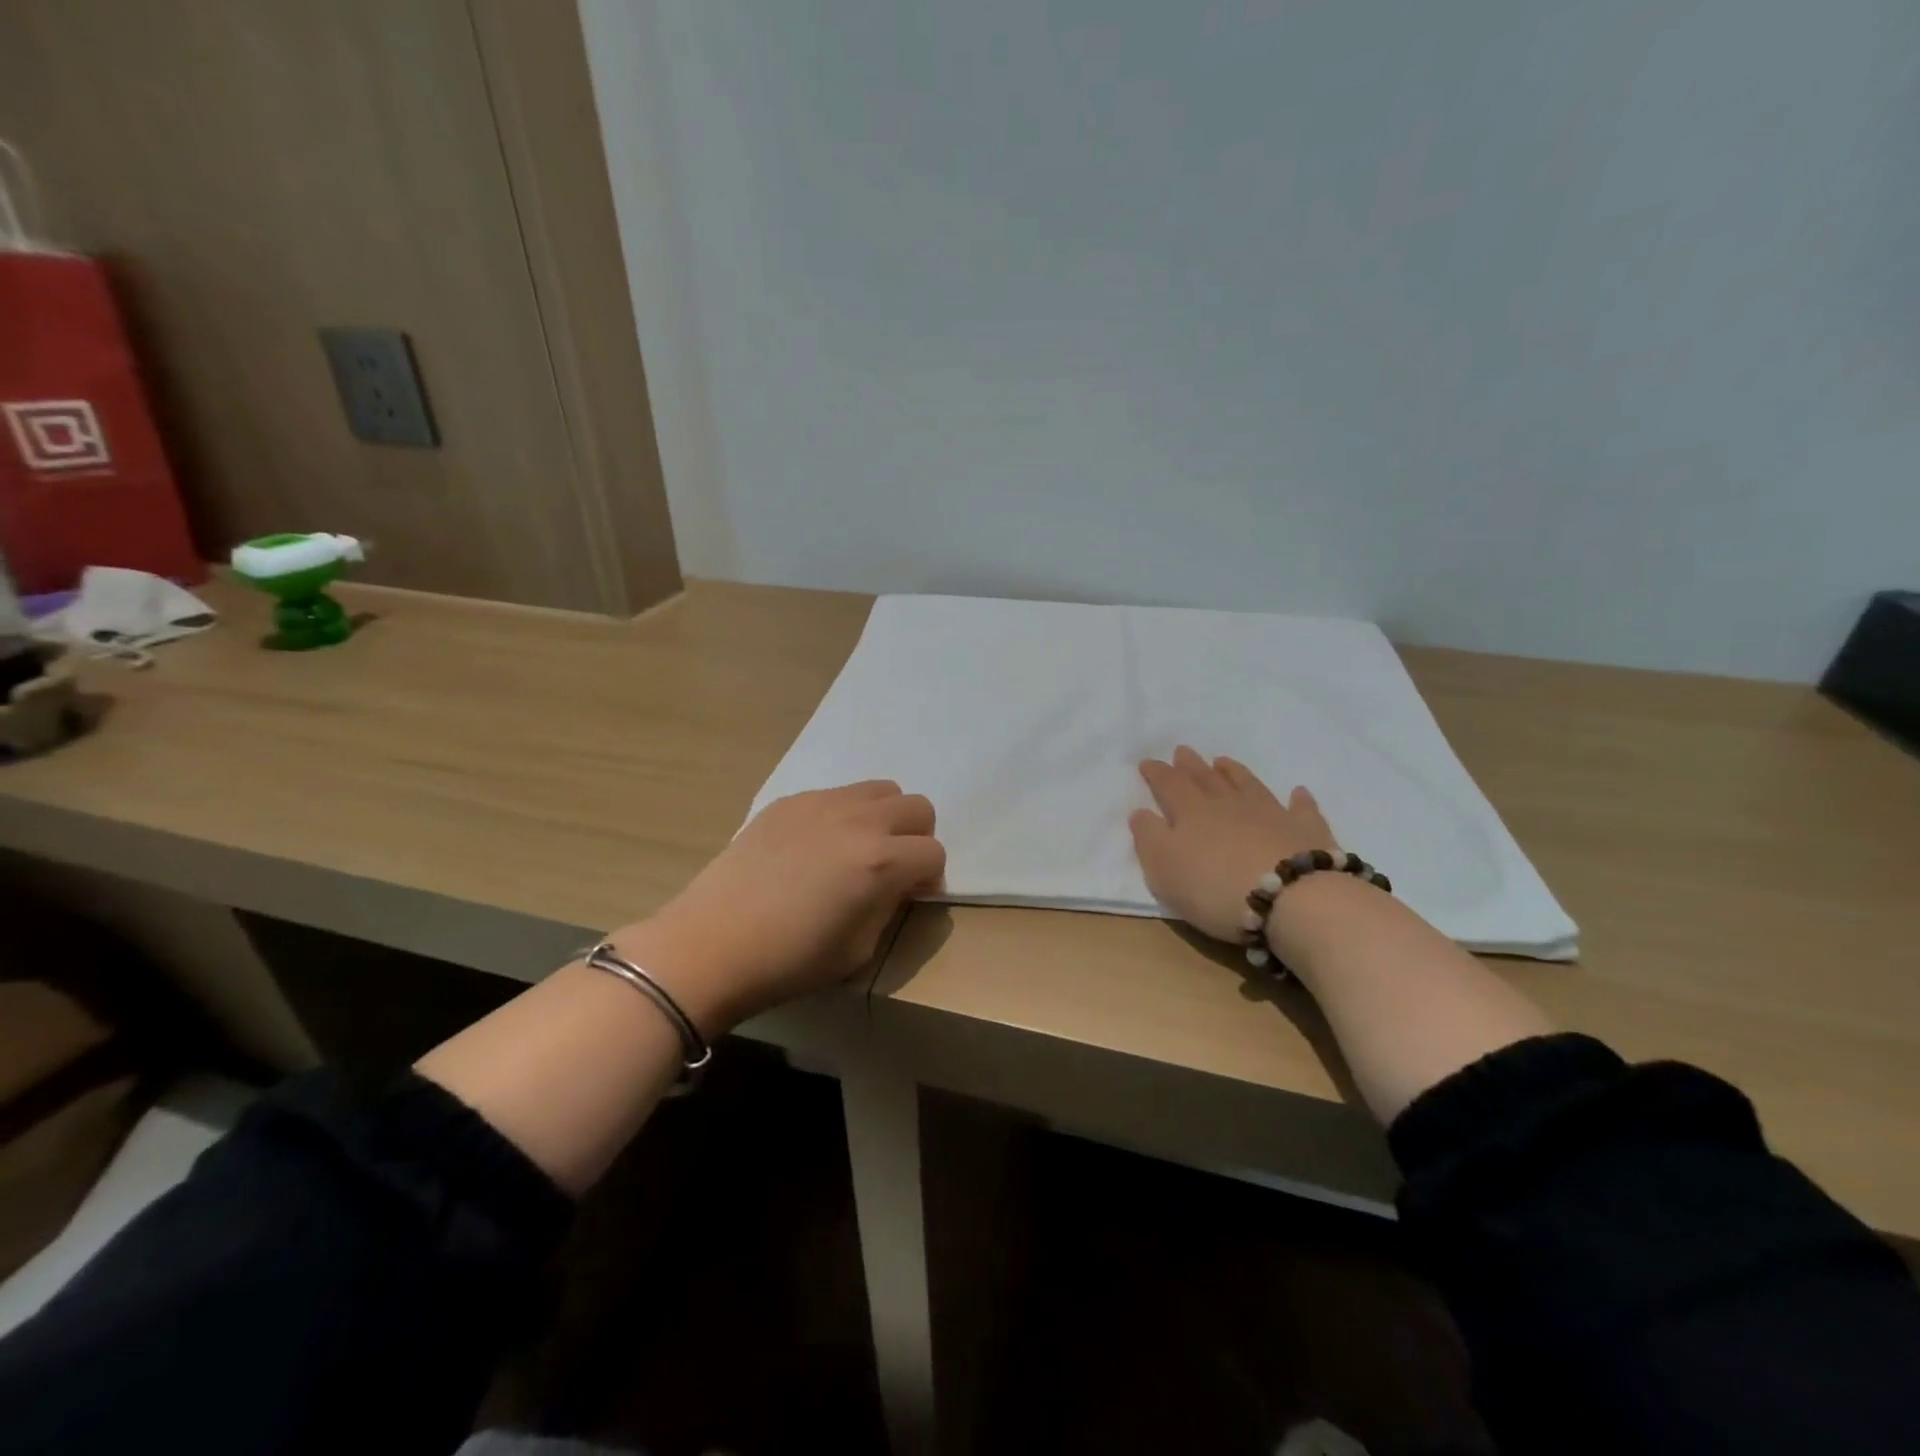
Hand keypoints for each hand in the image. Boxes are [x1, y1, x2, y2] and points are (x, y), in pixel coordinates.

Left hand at [610, 781, 944, 1034]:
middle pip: (917, 807)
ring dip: (884, 818)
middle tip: (892, 868)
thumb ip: (888, 906)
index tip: (910, 896)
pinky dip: (843, 815)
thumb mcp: (859, 949)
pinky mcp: (789, 802)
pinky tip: (815, 848)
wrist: (711, 944)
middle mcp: (859, 820)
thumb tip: (896, 886)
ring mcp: (821, 803)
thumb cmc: (789, 960)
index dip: (929, 878)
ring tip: (857, 850)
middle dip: (915, 838)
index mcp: (881, 861)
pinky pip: (836, 795)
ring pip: (880, 790)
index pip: (934, 853)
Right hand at [1130, 746, 1338, 943]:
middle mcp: (1230, 805)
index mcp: (1192, 813)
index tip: (1148, 762)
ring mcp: (1271, 814)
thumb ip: (1149, 838)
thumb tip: (1141, 812)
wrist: (1291, 898)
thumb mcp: (1164, 869)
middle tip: (1183, 750)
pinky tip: (1298, 792)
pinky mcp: (1305, 832)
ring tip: (1224, 761)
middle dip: (1191, 766)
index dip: (1157, 773)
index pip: (1170, 786)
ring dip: (1234, 772)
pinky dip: (1298, 799)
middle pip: (1207, 779)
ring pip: (1248, 785)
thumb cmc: (1215, 888)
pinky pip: (1301, 809)